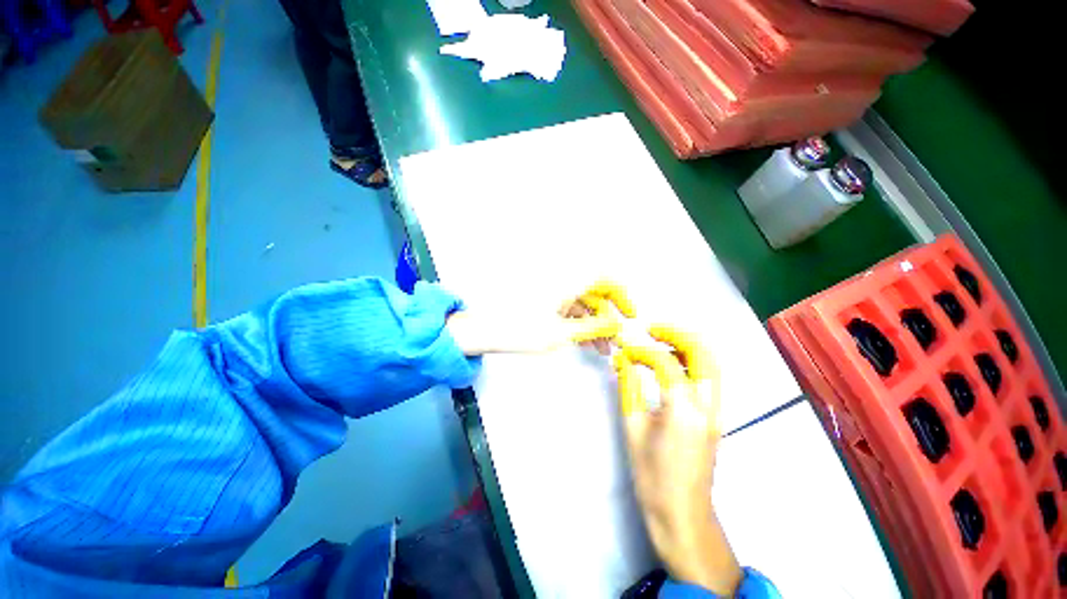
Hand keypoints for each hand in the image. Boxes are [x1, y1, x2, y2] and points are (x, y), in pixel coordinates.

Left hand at [446, 281, 634, 355]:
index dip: (621, 293)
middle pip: (594, 294)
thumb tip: (616, 326)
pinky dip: (579, 324)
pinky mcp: (545, 302)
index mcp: (566, 281)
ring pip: (582, 304)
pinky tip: (585, 343)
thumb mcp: (561, 333)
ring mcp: (552, 292)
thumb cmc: (520, 329)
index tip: (628, 314)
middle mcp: (561, 281)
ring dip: (594, 324)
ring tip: (602, 349)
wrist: (484, 331)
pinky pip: (569, 309)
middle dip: (607, 317)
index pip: (603, 276)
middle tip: (615, 341)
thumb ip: (593, 328)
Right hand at [614, 326, 741, 595]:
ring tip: (660, 340)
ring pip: (711, 363)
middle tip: (652, 329)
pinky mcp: (715, 417)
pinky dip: (691, 361)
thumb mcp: (633, 429)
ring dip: (687, 345)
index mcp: (684, 411)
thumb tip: (622, 361)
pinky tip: (671, 364)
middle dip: (677, 334)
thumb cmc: (653, 477)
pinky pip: (708, 377)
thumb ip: (628, 388)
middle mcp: (707, 406)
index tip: (624, 351)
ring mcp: (716, 411)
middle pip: (703, 353)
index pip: (665, 363)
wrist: (684, 516)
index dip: (641, 351)